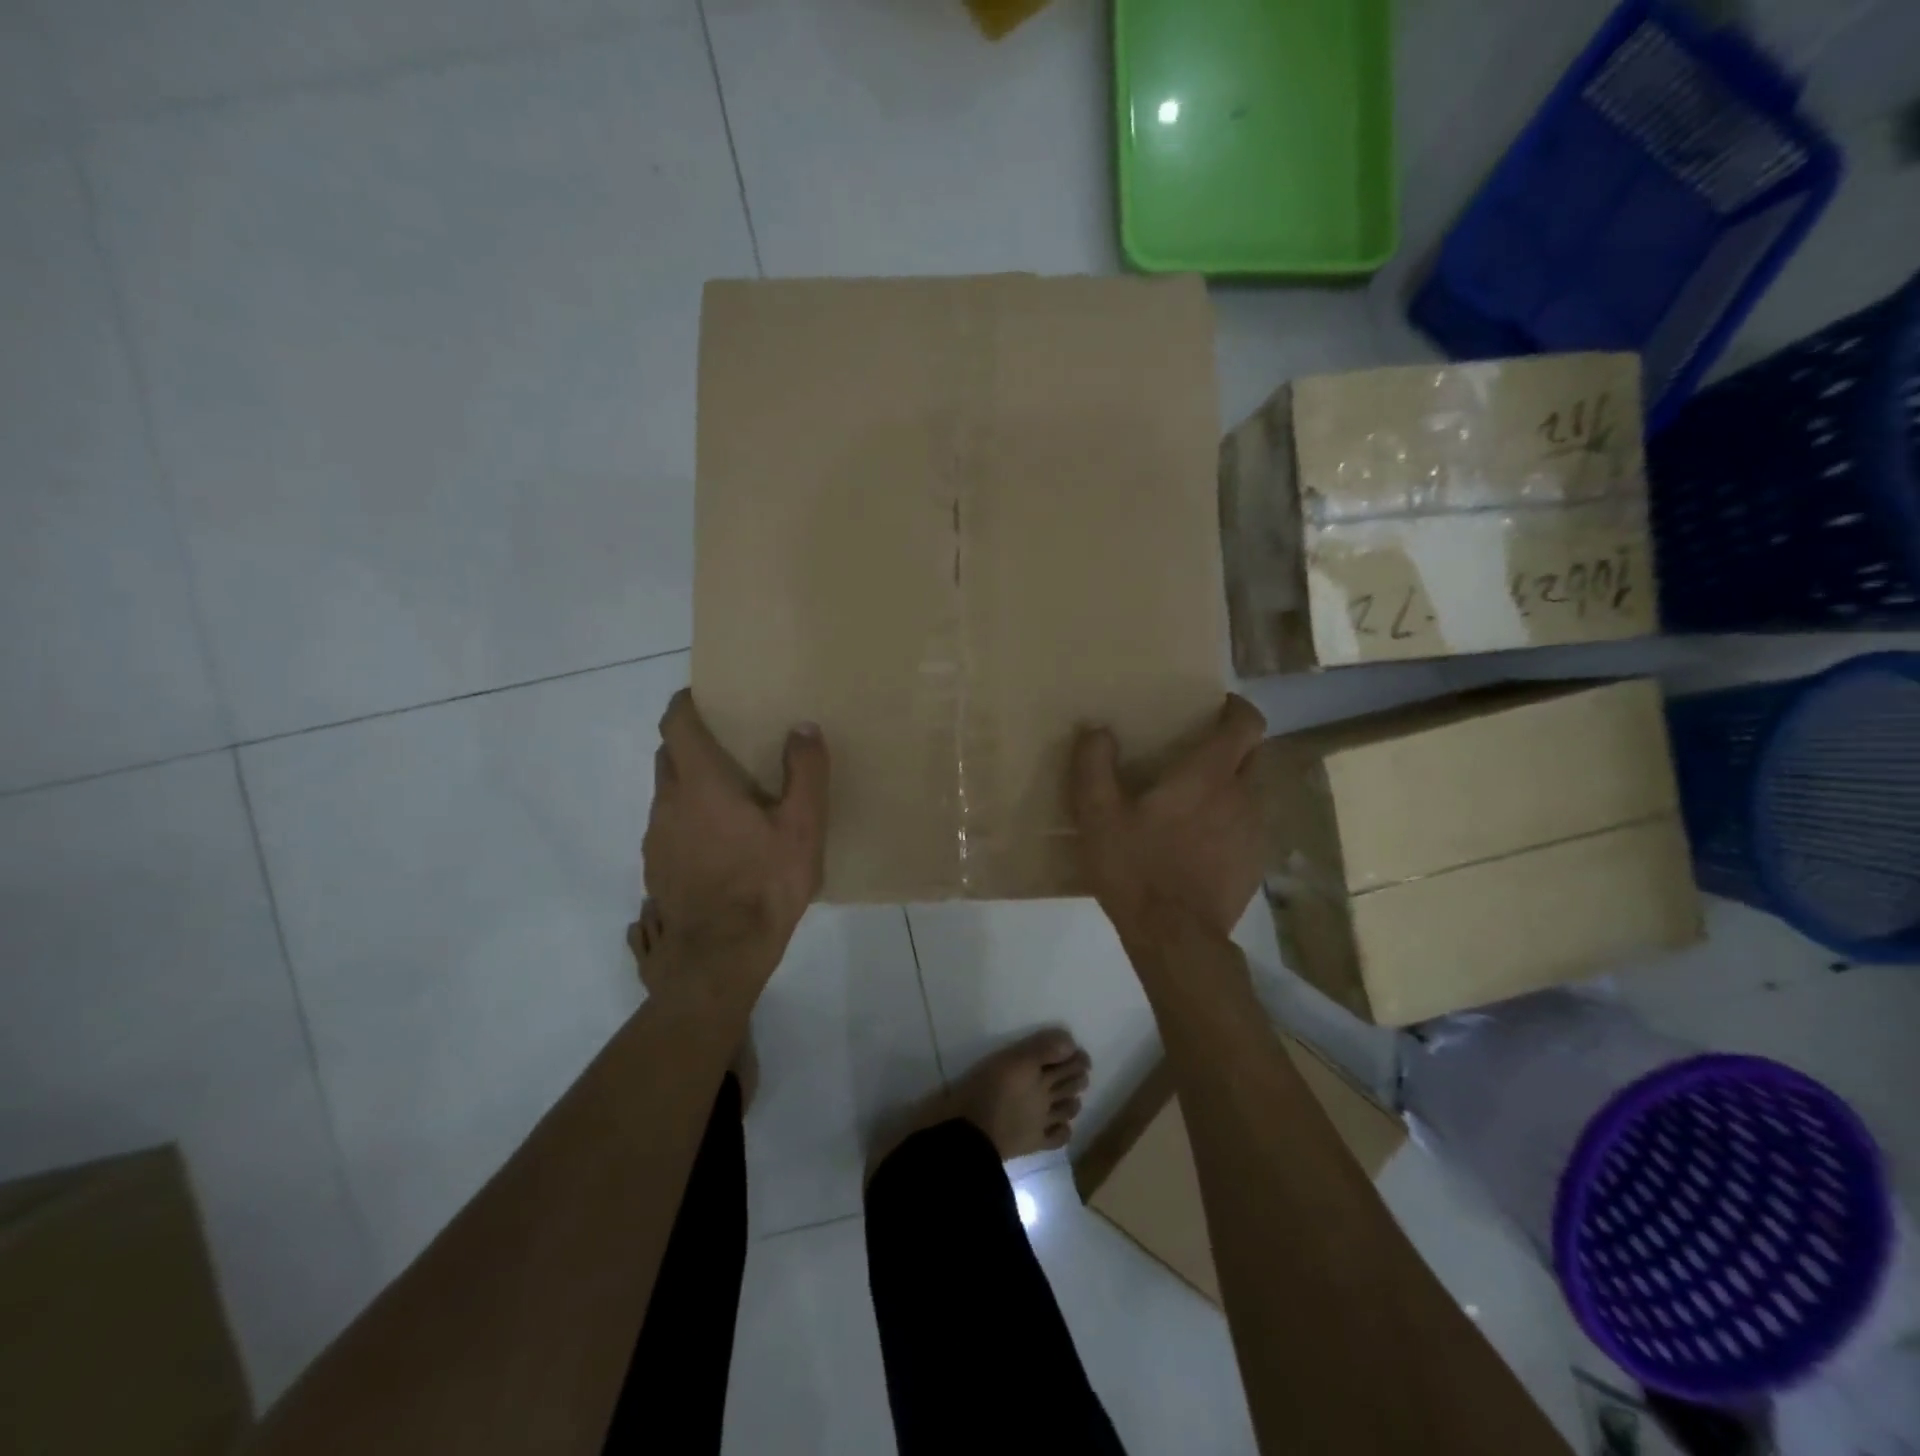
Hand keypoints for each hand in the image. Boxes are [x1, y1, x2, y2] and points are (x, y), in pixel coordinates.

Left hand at [642, 690, 829, 967]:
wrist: (720, 955)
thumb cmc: (765, 883)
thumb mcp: (803, 827)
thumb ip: (805, 771)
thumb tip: (803, 727)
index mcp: (700, 784)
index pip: (676, 725)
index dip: (685, 705)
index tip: (703, 697)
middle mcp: (668, 803)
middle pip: (668, 756)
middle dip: (691, 744)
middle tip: (728, 747)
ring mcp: (656, 839)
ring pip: (667, 795)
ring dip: (689, 786)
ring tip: (727, 801)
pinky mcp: (655, 869)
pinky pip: (667, 828)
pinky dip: (686, 821)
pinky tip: (716, 846)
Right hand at [1070, 695, 1267, 943]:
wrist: (1176, 939)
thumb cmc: (1137, 869)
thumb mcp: (1098, 817)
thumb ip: (1093, 767)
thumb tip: (1096, 730)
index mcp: (1208, 776)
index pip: (1246, 725)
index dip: (1238, 709)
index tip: (1218, 705)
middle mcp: (1243, 796)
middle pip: (1257, 754)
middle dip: (1237, 744)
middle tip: (1200, 750)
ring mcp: (1255, 832)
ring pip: (1255, 791)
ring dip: (1235, 784)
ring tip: (1198, 796)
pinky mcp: (1255, 864)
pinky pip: (1250, 826)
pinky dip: (1233, 819)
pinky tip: (1203, 840)